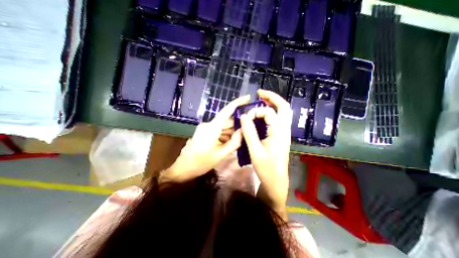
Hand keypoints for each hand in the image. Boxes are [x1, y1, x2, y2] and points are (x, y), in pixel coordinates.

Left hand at [160, 96, 249, 181]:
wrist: (185, 168)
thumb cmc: (202, 162)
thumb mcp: (221, 154)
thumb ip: (235, 142)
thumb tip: (243, 130)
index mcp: (211, 128)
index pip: (226, 111)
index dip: (237, 103)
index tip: (248, 97)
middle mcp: (208, 124)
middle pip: (226, 121)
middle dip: (237, 126)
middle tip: (248, 132)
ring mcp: (206, 128)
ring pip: (223, 127)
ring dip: (231, 132)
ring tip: (239, 141)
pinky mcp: (205, 131)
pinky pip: (218, 130)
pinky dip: (225, 135)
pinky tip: (229, 143)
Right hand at [239, 89, 291, 218]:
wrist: (276, 181)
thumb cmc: (266, 169)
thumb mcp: (255, 151)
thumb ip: (249, 132)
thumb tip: (243, 116)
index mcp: (279, 132)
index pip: (268, 113)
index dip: (255, 112)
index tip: (245, 119)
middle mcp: (284, 130)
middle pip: (284, 107)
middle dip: (272, 97)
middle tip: (259, 93)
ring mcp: (284, 133)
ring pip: (282, 112)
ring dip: (272, 103)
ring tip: (261, 99)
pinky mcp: (280, 136)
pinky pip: (278, 120)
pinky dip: (271, 113)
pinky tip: (262, 114)